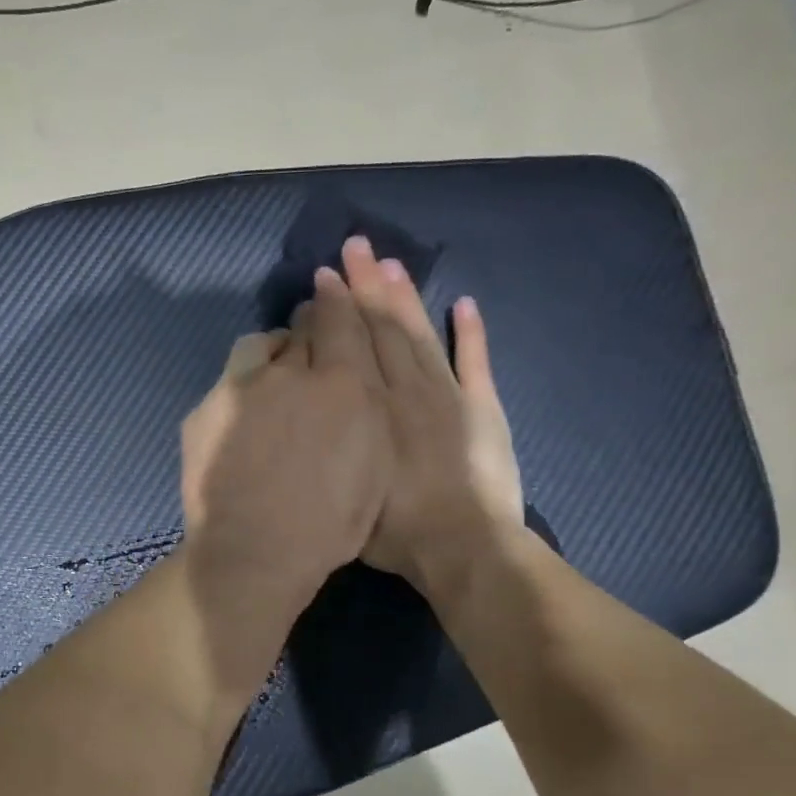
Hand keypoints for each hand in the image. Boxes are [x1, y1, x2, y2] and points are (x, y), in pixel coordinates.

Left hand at [180, 271, 391, 608]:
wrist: (255, 552)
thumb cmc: (329, 523)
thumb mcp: (373, 467)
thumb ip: (367, 410)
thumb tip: (353, 380)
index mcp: (342, 384)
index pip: (342, 319)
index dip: (339, 297)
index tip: (333, 284)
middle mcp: (290, 373)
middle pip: (301, 328)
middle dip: (309, 325)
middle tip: (310, 338)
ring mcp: (241, 389)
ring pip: (259, 347)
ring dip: (271, 352)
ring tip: (274, 374)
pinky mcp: (205, 410)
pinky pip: (228, 383)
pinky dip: (242, 389)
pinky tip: (244, 417)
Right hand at [333, 236, 526, 594]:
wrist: (464, 547)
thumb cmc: (395, 530)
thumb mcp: (346, 490)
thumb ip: (332, 448)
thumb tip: (312, 415)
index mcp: (373, 410)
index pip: (353, 347)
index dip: (338, 310)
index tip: (325, 279)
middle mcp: (407, 391)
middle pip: (384, 329)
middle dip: (367, 287)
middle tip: (354, 248)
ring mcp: (448, 396)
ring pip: (421, 336)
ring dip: (407, 298)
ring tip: (391, 263)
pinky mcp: (482, 409)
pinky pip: (475, 362)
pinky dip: (469, 332)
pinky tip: (463, 302)